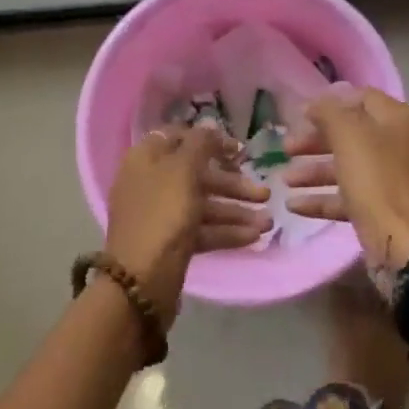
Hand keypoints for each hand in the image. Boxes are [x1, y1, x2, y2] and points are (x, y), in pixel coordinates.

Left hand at [105, 123, 269, 324]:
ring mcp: (159, 215)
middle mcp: (150, 182)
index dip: (210, 140)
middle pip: (196, 174)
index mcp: (145, 158)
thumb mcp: (183, 170)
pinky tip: (254, 237)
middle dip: (232, 183)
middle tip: (264, 192)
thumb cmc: (162, 215)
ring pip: (202, 204)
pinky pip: (201, 229)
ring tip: (268, 222)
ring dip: (235, 210)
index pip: (179, 137)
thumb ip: (200, 144)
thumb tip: (208, 126)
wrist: (140, 282)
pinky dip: (226, 231)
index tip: (239, 150)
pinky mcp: (170, 242)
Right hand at [285, 87, 408, 273]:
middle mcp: (404, 145)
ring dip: (315, 172)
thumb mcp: (348, 136)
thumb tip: (315, 104)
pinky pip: (352, 197)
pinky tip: (295, 206)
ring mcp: (398, 181)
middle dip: (315, 141)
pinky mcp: (388, 210)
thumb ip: (328, 112)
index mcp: (401, 120)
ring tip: (285, 181)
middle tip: (286, 148)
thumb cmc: (377, 180)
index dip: (330, 103)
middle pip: (353, 135)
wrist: (405, 244)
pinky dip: (324, 198)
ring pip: (350, 167)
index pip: (362, 98)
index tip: (300, 115)